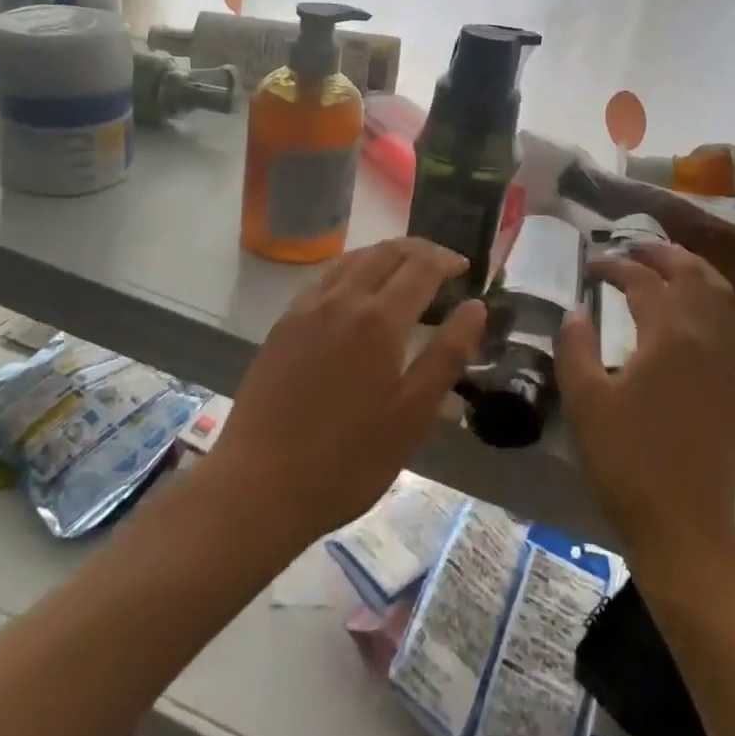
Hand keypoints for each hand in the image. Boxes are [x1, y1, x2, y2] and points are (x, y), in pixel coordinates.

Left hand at [205, 239, 485, 548]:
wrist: (259, 486)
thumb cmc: (347, 460)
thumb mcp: (413, 415)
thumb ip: (447, 355)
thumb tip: (476, 307)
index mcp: (379, 320)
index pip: (421, 267)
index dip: (447, 260)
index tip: (466, 267)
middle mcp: (342, 300)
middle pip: (386, 253)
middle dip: (419, 250)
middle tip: (442, 263)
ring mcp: (307, 309)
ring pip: (353, 259)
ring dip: (385, 254)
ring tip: (405, 268)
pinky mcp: (283, 324)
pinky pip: (325, 277)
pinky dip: (353, 268)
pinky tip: (356, 290)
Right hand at [557, 243, 734, 566]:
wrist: (685, 524)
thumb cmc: (628, 460)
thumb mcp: (585, 401)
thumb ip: (575, 347)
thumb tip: (575, 313)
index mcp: (670, 334)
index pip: (642, 281)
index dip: (614, 267)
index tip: (590, 268)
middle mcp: (708, 335)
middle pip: (691, 273)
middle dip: (660, 254)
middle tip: (630, 250)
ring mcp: (731, 358)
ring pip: (721, 292)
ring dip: (693, 270)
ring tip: (667, 267)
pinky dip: (716, 299)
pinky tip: (701, 310)